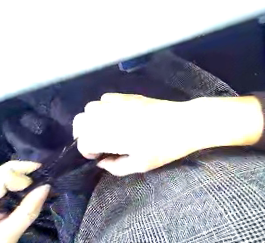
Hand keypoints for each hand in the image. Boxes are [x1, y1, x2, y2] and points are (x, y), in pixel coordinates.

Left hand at [0, 161, 49, 242]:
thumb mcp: (6, 237)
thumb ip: (27, 212)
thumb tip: (46, 186)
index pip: (4, 175)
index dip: (24, 178)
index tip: (39, 188)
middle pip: (6, 170)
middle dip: (27, 172)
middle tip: (43, 182)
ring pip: (7, 171)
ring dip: (25, 176)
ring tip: (37, 185)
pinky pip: (6, 178)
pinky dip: (20, 181)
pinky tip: (27, 188)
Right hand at [72, 93, 264, 176]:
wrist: (184, 122)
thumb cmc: (164, 146)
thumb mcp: (141, 164)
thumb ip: (116, 167)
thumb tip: (102, 163)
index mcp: (110, 135)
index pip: (84, 141)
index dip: (87, 151)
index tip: (97, 156)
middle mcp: (108, 116)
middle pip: (80, 121)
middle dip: (83, 133)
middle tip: (96, 142)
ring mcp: (117, 103)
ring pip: (90, 108)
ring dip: (91, 119)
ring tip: (103, 128)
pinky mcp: (127, 96)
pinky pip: (105, 98)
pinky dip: (103, 107)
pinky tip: (114, 115)